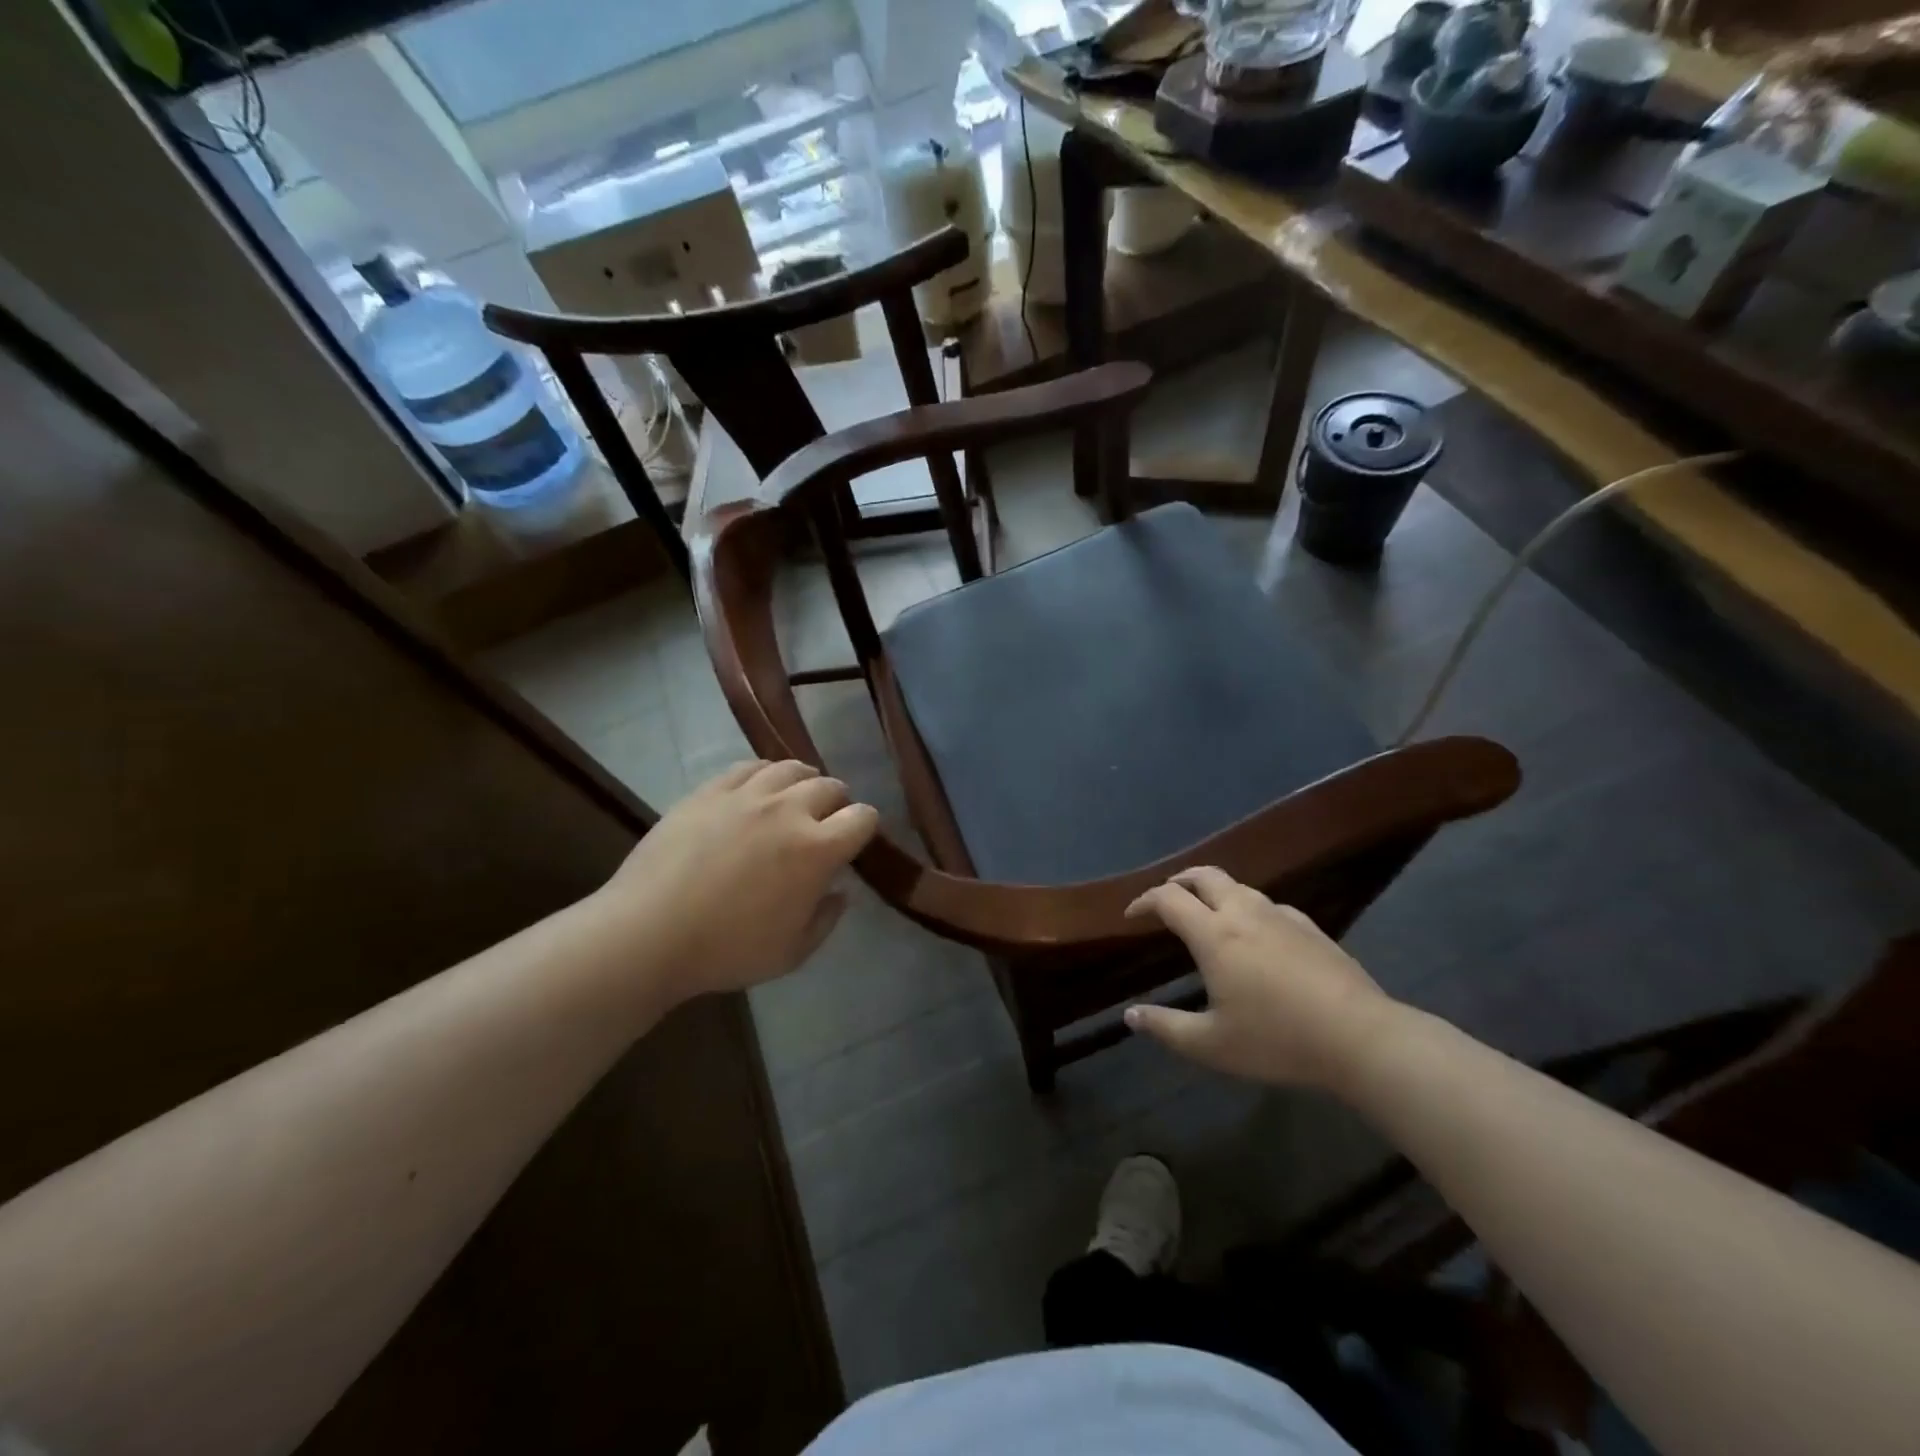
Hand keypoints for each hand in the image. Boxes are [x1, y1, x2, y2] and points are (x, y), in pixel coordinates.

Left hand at [592, 759, 878, 1003]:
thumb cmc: (727, 950)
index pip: (863, 817)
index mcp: (818, 849)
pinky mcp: (710, 790)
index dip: (865, 827)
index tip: (855, 841)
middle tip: (825, 823)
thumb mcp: (792, 952)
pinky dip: (764, 775)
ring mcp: (748, 795)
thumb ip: (826, 919)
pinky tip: (757, 791)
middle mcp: (790, 810)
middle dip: (837, 803)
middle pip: (830, 787)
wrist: (649, 932)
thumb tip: (840, 891)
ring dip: (804, 782)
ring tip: (794, 800)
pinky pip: (750, 766)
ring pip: (792, 768)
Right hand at [1122, 867, 1397, 1091]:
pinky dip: (1247, 908)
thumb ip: (1166, 1028)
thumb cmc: (1278, 1040)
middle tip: (1166, 900)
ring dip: (1213, 891)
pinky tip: (1256, 934)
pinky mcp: (1310, 927)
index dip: (1144, 901)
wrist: (1362, 1038)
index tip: (1131, 916)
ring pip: (1238, 886)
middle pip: (1203, 875)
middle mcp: (1244, 913)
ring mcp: (1281, 916)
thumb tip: (1130, 1015)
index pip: (1168, 899)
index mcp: (1214, 934)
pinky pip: (1268, 904)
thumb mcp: (1212, 1045)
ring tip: (1206, 914)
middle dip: (1178, 881)